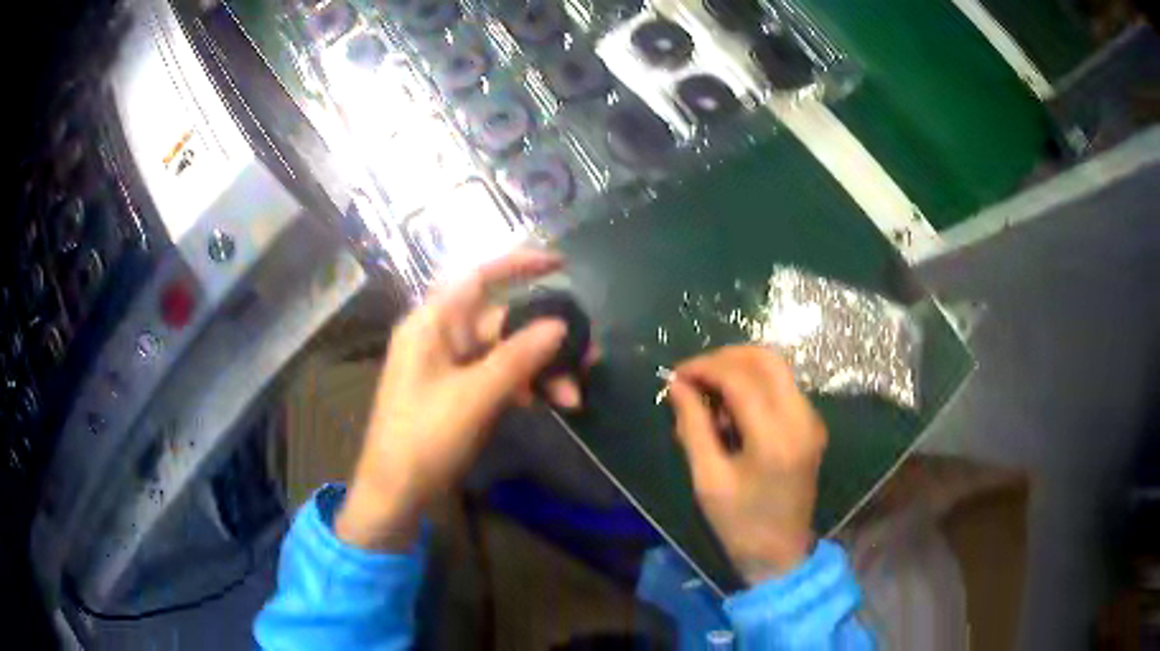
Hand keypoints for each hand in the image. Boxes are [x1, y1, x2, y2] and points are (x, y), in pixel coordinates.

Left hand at [336, 250, 584, 550]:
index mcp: (432, 324)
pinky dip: (523, 386)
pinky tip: (548, 403)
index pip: (478, 278)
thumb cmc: (424, 438)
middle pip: (501, 322)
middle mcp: (441, 336)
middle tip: (589, 358)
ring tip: (573, 397)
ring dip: (540, 370)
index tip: (561, 264)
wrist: (395, 492)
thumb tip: (560, 325)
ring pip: (505, 353)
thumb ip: (518, 358)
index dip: (519, 264)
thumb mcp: (474, 396)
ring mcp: (449, 366)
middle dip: (546, 339)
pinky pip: (497, 376)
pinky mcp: (458, 391)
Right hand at [667, 346, 826, 583]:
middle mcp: (801, 418)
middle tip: (693, 377)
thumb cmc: (739, 523)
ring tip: (708, 399)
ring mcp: (811, 420)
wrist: (780, 553)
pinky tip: (731, 411)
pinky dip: (754, 386)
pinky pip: (782, 388)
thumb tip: (677, 384)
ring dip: (739, 371)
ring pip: (776, 370)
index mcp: (775, 437)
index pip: (740, 378)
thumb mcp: (708, 478)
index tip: (676, 375)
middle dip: (725, 358)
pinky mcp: (811, 425)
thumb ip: (693, 425)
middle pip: (766, 359)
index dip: (705, 368)